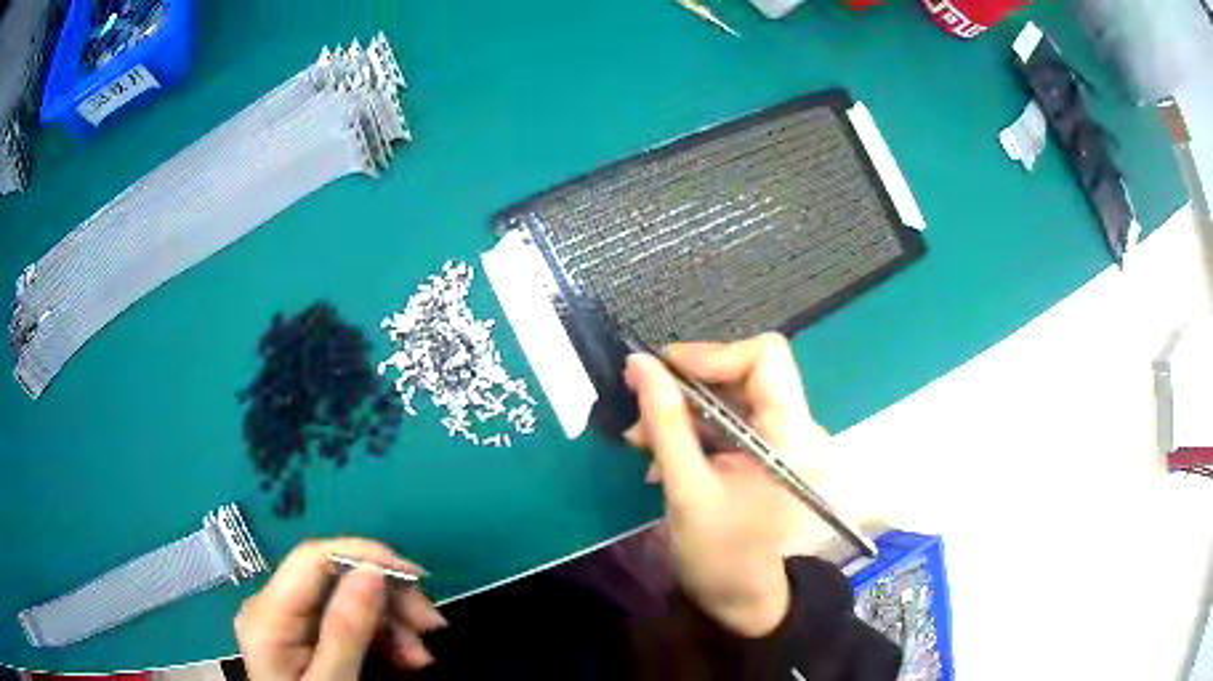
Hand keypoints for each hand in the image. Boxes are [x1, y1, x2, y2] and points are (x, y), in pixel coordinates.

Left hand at [234, 538, 445, 680]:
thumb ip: (345, 630)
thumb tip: (372, 570)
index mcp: (268, 615)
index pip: (313, 558)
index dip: (365, 556)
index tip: (417, 578)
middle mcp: (273, 607)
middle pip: (334, 577)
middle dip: (388, 597)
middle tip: (431, 626)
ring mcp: (288, 621)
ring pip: (347, 599)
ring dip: (391, 621)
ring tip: (420, 657)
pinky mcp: (304, 635)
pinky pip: (346, 621)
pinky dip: (381, 636)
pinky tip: (404, 658)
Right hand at [624, 333, 823, 636]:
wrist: (741, 597)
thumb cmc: (719, 553)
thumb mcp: (686, 487)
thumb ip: (664, 422)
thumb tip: (638, 362)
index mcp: (793, 435)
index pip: (766, 356)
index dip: (712, 355)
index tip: (662, 373)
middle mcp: (799, 427)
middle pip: (746, 371)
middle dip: (689, 386)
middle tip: (641, 411)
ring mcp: (786, 438)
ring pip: (733, 393)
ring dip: (685, 409)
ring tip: (642, 439)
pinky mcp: (770, 450)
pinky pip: (732, 418)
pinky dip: (695, 427)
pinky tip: (663, 452)